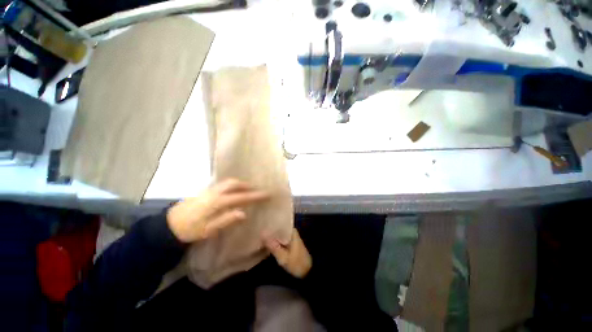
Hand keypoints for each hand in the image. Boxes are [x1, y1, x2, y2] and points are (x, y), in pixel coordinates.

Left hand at [167, 179, 269, 242]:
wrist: (167, 226)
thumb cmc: (189, 230)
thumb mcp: (208, 230)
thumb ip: (227, 220)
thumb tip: (244, 213)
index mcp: (217, 202)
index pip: (241, 197)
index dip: (255, 195)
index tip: (267, 194)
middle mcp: (214, 192)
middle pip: (234, 183)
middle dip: (248, 185)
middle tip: (257, 190)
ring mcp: (209, 190)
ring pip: (228, 182)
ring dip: (240, 184)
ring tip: (248, 190)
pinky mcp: (205, 191)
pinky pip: (222, 184)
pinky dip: (232, 185)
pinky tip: (234, 191)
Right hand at [264, 229, 311, 278]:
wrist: (307, 271)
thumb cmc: (296, 263)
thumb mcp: (283, 257)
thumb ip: (273, 246)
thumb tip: (262, 234)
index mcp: (291, 231)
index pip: (278, 224)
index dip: (269, 225)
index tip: (259, 225)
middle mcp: (291, 231)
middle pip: (278, 228)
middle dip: (269, 231)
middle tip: (257, 231)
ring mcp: (290, 236)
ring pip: (278, 234)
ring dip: (271, 236)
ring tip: (259, 236)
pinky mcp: (289, 242)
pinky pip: (279, 238)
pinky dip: (274, 240)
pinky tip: (266, 242)